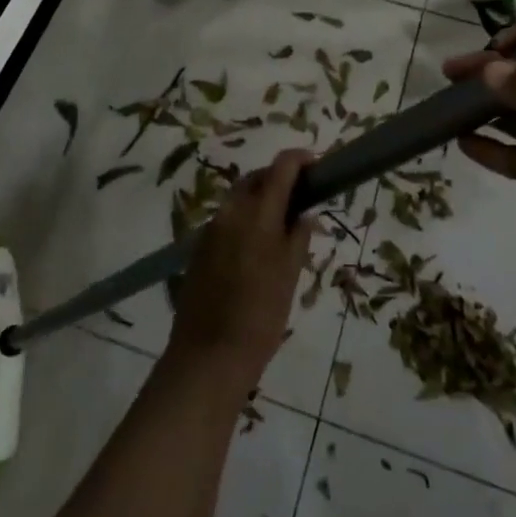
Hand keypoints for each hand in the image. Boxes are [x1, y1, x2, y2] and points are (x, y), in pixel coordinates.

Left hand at [165, 149, 315, 393]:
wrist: (208, 357)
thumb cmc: (260, 318)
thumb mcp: (289, 276)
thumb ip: (298, 237)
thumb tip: (304, 213)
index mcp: (257, 213)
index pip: (281, 167)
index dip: (300, 159)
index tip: (317, 165)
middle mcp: (231, 211)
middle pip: (257, 178)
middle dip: (279, 179)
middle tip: (302, 197)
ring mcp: (211, 228)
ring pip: (240, 197)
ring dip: (261, 199)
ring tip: (281, 224)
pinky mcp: (198, 246)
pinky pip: (227, 219)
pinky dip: (245, 219)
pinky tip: (255, 246)